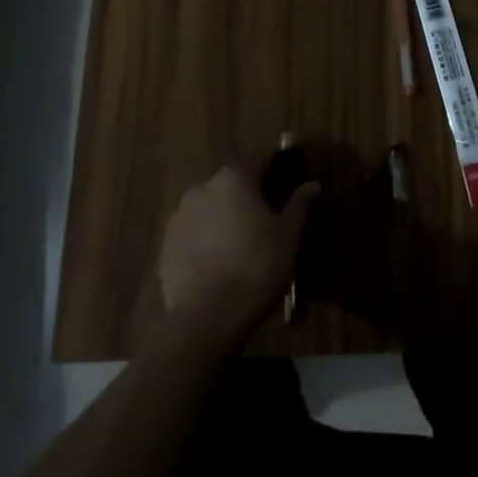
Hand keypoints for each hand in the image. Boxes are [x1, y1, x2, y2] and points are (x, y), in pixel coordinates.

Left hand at [158, 161, 317, 348]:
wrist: (207, 317)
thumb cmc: (256, 266)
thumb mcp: (288, 235)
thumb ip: (299, 205)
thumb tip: (312, 184)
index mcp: (234, 178)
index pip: (259, 159)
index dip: (274, 163)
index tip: (285, 169)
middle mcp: (202, 188)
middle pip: (230, 183)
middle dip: (246, 194)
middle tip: (263, 214)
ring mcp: (179, 217)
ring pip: (208, 208)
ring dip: (222, 216)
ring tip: (238, 241)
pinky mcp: (165, 246)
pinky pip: (192, 233)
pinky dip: (204, 239)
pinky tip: (217, 260)